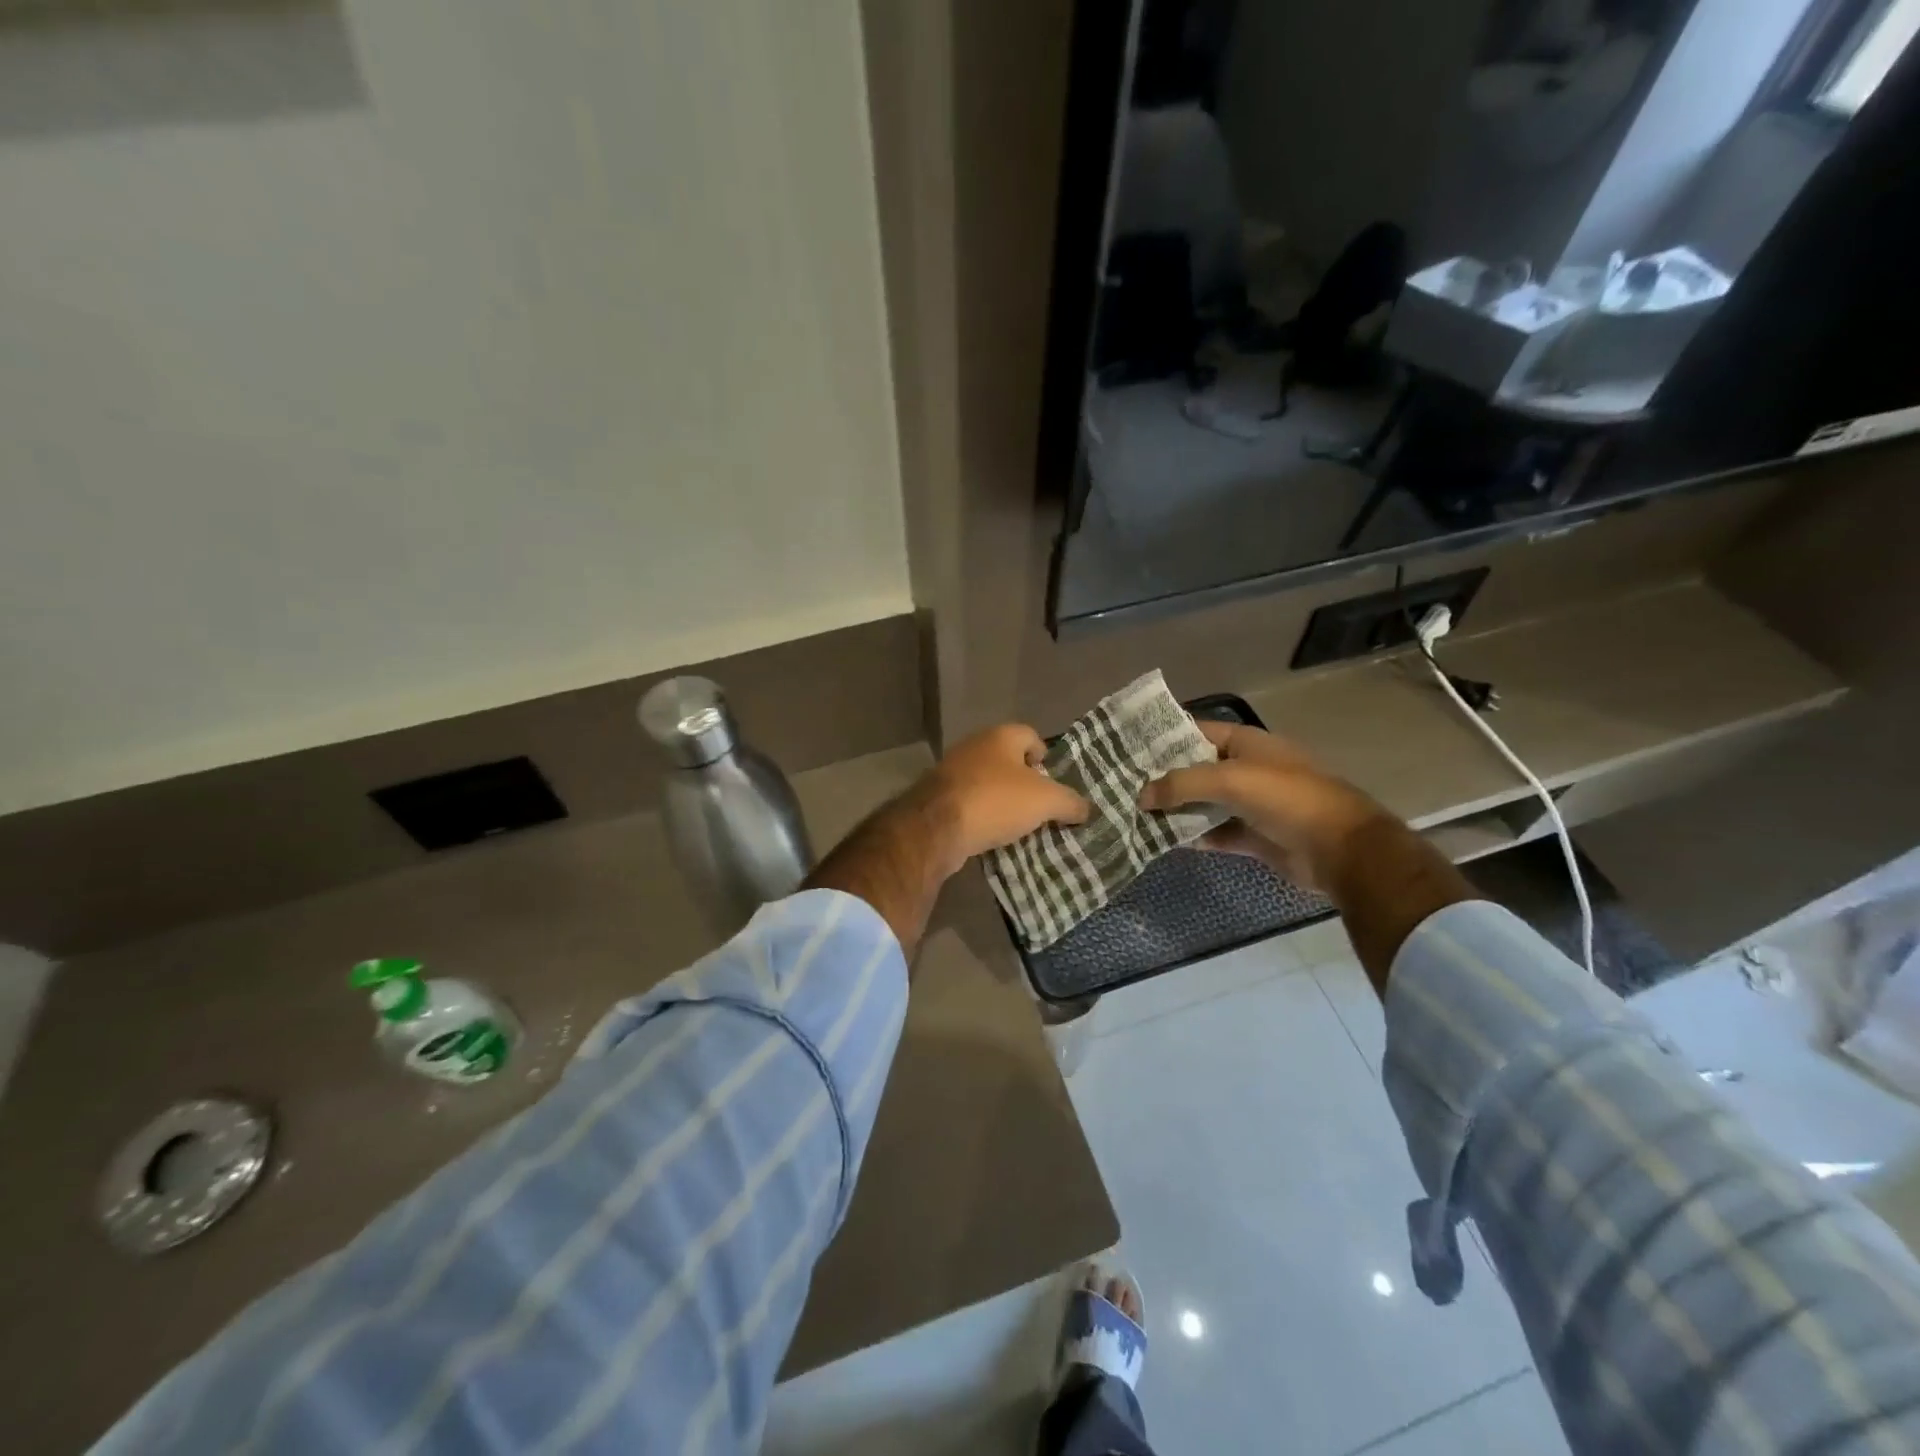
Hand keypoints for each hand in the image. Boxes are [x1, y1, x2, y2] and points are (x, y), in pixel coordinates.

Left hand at [922, 724, 1090, 869]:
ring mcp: (952, 771)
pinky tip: (992, 835)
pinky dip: (983, 816)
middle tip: (1040, 808)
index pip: (1031, 736)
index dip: (1045, 757)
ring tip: (1020, 826)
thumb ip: (1070, 802)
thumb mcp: (1045, 801)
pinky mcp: (937, 797)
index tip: (1053, 783)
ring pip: (988, 783)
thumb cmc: (996, 800)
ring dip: (1003, 801)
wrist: (936, 827)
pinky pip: (970, 803)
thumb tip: (1086, 809)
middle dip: (1025, 783)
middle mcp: (975, 746)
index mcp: (1001, 736)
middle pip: (1008, 760)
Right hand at [1138, 721, 1387, 891]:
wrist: (1341, 849)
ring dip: (1175, 809)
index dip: (1163, 739)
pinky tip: (1163, 840)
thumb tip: (1141, 796)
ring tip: (1132, 814)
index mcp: (1246, 743)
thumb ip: (1182, 784)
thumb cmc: (1286, 798)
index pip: (1196, 732)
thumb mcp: (1231, 780)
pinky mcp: (1253, 836)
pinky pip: (1215, 832)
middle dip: (1162, 778)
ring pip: (1203, 803)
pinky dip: (1193, 836)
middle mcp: (1246, 769)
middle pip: (1196, 770)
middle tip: (1120, 785)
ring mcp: (1250, 804)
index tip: (1126, 749)